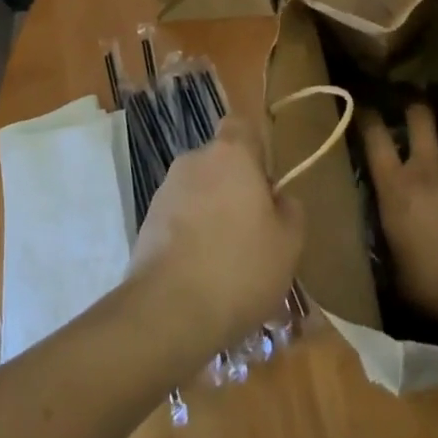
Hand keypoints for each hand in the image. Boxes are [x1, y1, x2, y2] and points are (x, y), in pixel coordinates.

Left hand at [127, 115, 304, 356]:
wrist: (169, 311)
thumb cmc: (239, 267)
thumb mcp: (288, 245)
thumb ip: (291, 212)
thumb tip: (280, 201)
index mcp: (231, 153)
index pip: (241, 126)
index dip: (254, 150)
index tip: (265, 186)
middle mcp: (195, 160)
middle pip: (220, 165)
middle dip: (234, 192)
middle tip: (252, 235)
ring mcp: (166, 191)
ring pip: (199, 195)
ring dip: (211, 218)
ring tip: (227, 268)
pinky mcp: (146, 223)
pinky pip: (178, 222)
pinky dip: (190, 240)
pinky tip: (201, 280)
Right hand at [360, 103, 437, 335]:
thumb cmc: (437, 282)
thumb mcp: (399, 273)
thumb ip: (390, 249)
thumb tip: (383, 250)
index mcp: (395, 185)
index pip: (374, 136)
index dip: (367, 116)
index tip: (364, 106)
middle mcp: (426, 167)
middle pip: (419, 116)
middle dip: (415, 104)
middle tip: (413, 98)